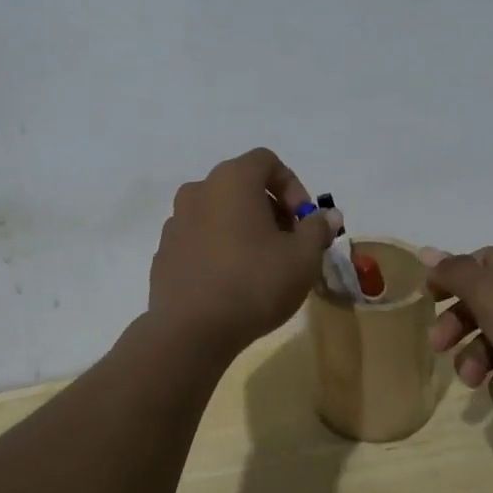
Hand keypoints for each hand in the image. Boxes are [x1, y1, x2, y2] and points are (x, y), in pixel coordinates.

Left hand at [148, 148, 333, 358]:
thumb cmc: (254, 283)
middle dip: (270, 208)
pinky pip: (199, 238)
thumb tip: (328, 215)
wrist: (191, 332)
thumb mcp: (303, 257)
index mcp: (231, 180)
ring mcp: (175, 221)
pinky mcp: (165, 251)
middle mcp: (198, 191)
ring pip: (219, 212)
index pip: (266, 161)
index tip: (303, 220)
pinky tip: (231, 281)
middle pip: (242, 185)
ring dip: (243, 228)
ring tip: (261, 264)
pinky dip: (219, 248)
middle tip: (288, 243)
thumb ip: (317, 229)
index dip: (292, 185)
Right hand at [423, 243, 492, 455]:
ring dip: (478, 360)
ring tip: (473, 379)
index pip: (482, 262)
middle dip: (460, 326)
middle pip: (486, 303)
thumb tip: (426, 252)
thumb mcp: (489, 291)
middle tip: (438, 346)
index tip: (427, 300)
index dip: (451, 279)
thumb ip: (454, 272)